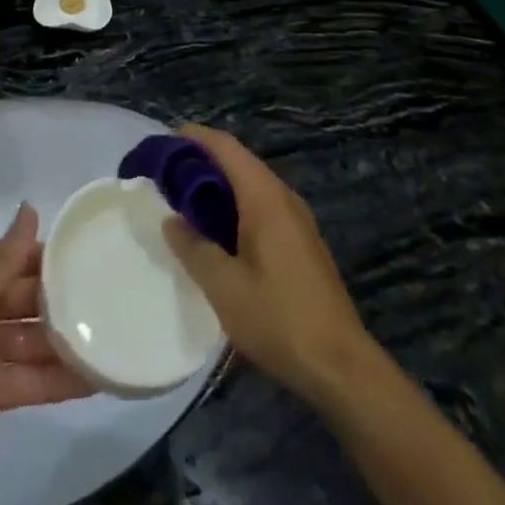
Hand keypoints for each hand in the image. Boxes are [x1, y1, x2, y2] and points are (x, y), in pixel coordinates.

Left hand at [0, 203, 91, 504]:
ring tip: (118, 334)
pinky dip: (62, 379)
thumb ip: (0, 260)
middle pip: (30, 295)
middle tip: (118, 296)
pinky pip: (32, 379)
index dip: (51, 254)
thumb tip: (32, 207)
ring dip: (69, 338)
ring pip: (36, 337)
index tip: (96, 251)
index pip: (15, 254)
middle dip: (66, 296)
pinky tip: (99, 377)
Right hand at [163, 125, 378, 409]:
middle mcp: (283, 196)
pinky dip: (233, 204)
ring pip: (250, 183)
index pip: (226, 147)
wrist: (341, 366)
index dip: (194, 138)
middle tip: (165, 176)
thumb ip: (193, 248)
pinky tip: (216, 231)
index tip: (162, 144)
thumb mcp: (224, 288)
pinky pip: (261, 204)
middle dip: (201, 161)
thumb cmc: (279, 320)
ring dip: (217, 185)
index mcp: (264, 197)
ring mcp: (296, 218)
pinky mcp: (301, 240)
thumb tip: (171, 221)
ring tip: (183, 201)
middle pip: (238, 161)